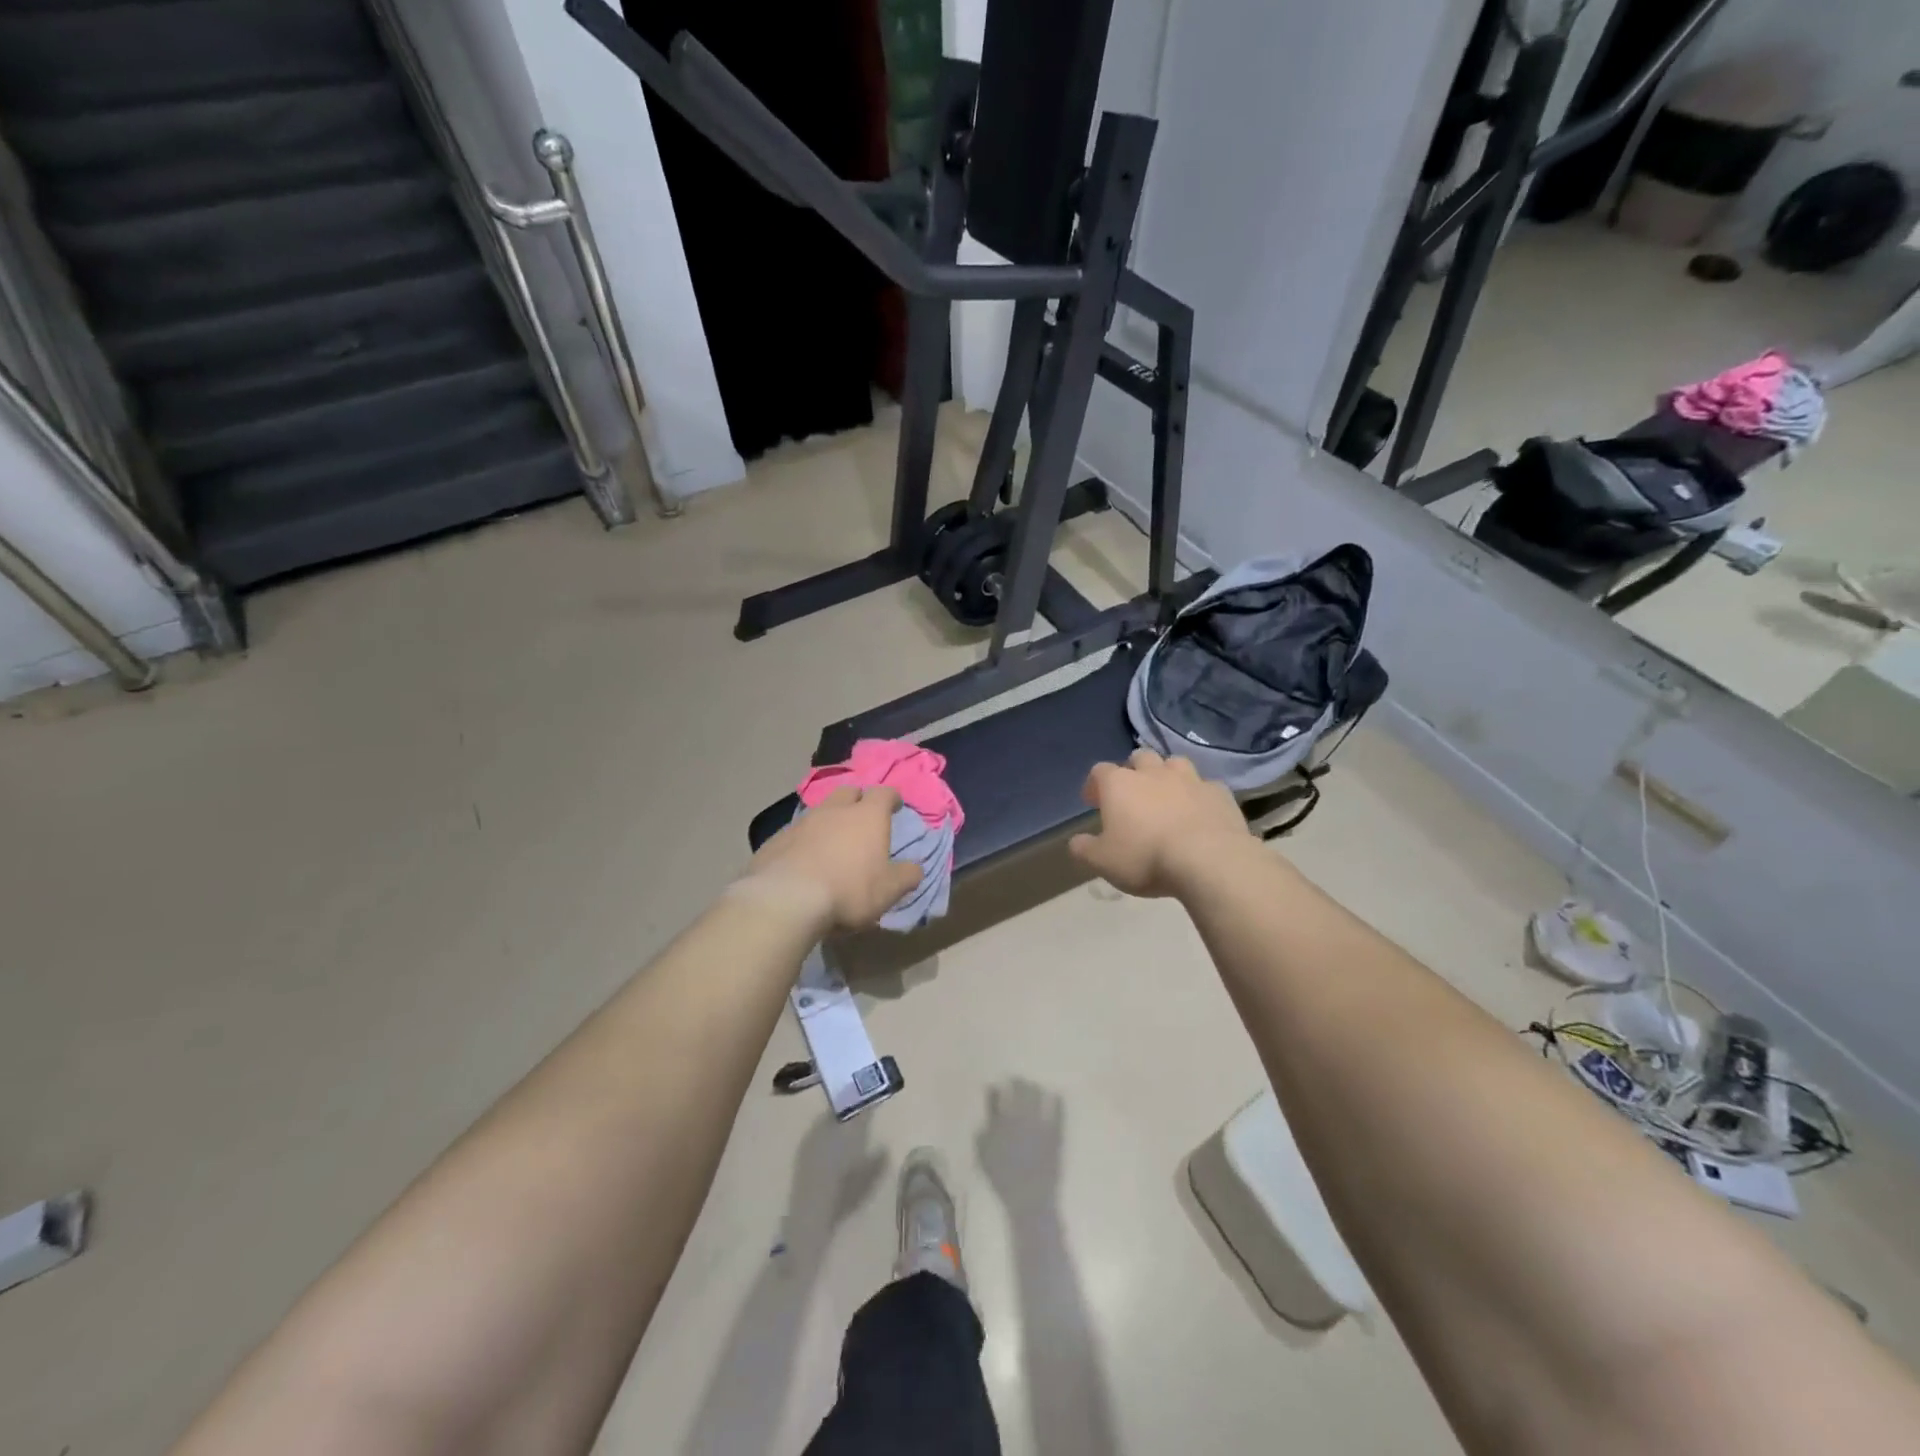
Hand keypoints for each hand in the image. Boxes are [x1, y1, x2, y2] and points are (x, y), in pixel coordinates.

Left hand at [744, 786, 922, 933]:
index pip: (884, 793)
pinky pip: (796, 833)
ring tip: (832, 843)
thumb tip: (915, 868)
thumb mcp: (889, 890)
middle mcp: (834, 810)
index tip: (895, 805)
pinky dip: (804, 841)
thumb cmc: (849, 890)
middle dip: (858, 801)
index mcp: (867, 816)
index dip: (891, 798)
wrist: (786, 899)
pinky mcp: (776, 839)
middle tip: (862, 818)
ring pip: (820, 811)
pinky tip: (803, 861)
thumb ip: (907, 876)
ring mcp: (802, 822)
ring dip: (829, 821)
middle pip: (849, 792)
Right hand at [976, 1079, 1064, 1209]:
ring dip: (1035, 1089)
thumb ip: (981, 1135)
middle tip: (1018, 1081)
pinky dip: (1057, 1101)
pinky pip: (1058, 1111)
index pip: (996, 1096)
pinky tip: (1056, 1096)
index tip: (998, 1085)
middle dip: (1017, 1083)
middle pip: (1019, 1089)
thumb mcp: (983, 1158)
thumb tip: (986, 1117)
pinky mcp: (1054, 1133)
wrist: (1029, 1200)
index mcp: (999, 1122)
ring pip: (1037, 1095)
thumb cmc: (1002, 1181)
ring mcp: (1039, 1124)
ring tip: (1035, 1088)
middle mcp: (1018, 1117)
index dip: (996, 1089)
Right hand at [1068, 749, 1251, 898]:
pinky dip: (1199, 795)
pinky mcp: (1219, 792)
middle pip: (1139, 757)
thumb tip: (1076, 841)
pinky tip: (1200, 811)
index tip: (1092, 801)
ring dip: (1167, 775)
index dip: (1094, 784)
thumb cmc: (1146, 857)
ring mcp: (1190, 779)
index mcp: (1120, 784)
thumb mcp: (1103, 861)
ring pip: (1174, 763)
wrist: (1209, 859)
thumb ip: (1084, 849)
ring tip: (1167, 796)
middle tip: (1132, 793)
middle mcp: (1153, 773)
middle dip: (1133, 770)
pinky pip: (1205, 786)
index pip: (1099, 771)